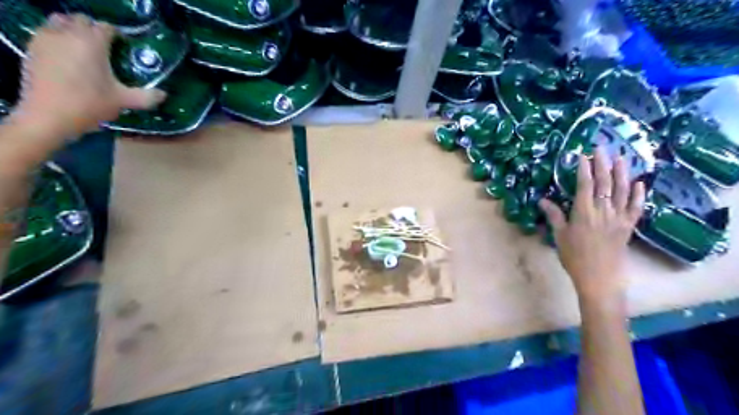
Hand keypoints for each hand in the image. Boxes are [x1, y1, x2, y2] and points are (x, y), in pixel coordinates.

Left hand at [11, 13, 164, 139]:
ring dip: (74, 30)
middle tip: (107, 47)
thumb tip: (164, 94)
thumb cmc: (90, 104)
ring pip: (60, 22)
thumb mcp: (124, 101)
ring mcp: (47, 39)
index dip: (118, 36)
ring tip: (86, 49)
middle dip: (94, 30)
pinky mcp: (33, 48)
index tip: (125, 48)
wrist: (49, 115)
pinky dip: (59, 38)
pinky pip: (47, 33)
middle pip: (81, 20)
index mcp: (93, 43)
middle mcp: (68, 34)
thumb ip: (147, 96)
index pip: (107, 28)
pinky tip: (68, 56)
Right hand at [538, 149, 648, 304]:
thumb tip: (542, 200)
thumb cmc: (574, 257)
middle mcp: (603, 211)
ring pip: (622, 190)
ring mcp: (619, 217)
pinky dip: (639, 194)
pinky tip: (639, 183)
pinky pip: (636, 207)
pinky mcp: (628, 226)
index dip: (584, 169)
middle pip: (605, 182)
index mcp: (584, 212)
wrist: (599, 278)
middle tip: (602, 147)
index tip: (583, 155)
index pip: (585, 185)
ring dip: (623, 172)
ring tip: (622, 157)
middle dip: (603, 163)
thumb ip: (554, 216)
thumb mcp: (559, 236)